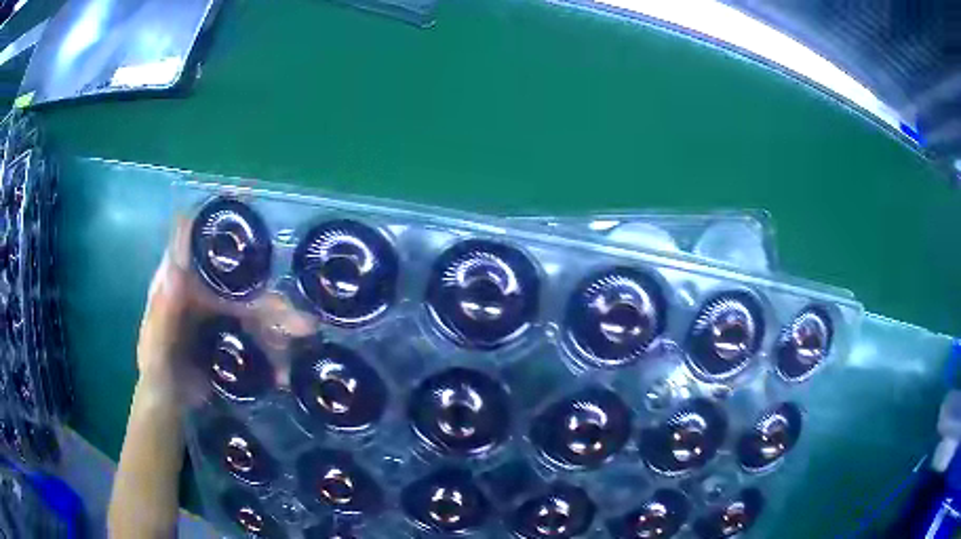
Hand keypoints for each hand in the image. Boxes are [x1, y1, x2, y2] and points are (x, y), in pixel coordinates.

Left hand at [136, 216, 319, 403]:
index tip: (251, 195)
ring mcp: (221, 312)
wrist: (172, 405)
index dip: (222, 214)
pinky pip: (261, 334)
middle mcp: (204, 289)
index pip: (201, 238)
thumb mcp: (156, 348)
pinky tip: (286, 370)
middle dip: (272, 299)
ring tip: (303, 345)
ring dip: (282, 327)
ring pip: (258, 310)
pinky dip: (277, 349)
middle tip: (302, 322)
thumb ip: (162, 313)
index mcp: (181, 282)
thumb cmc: (158, 373)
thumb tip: (175, 264)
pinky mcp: (234, 334)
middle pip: (242, 282)